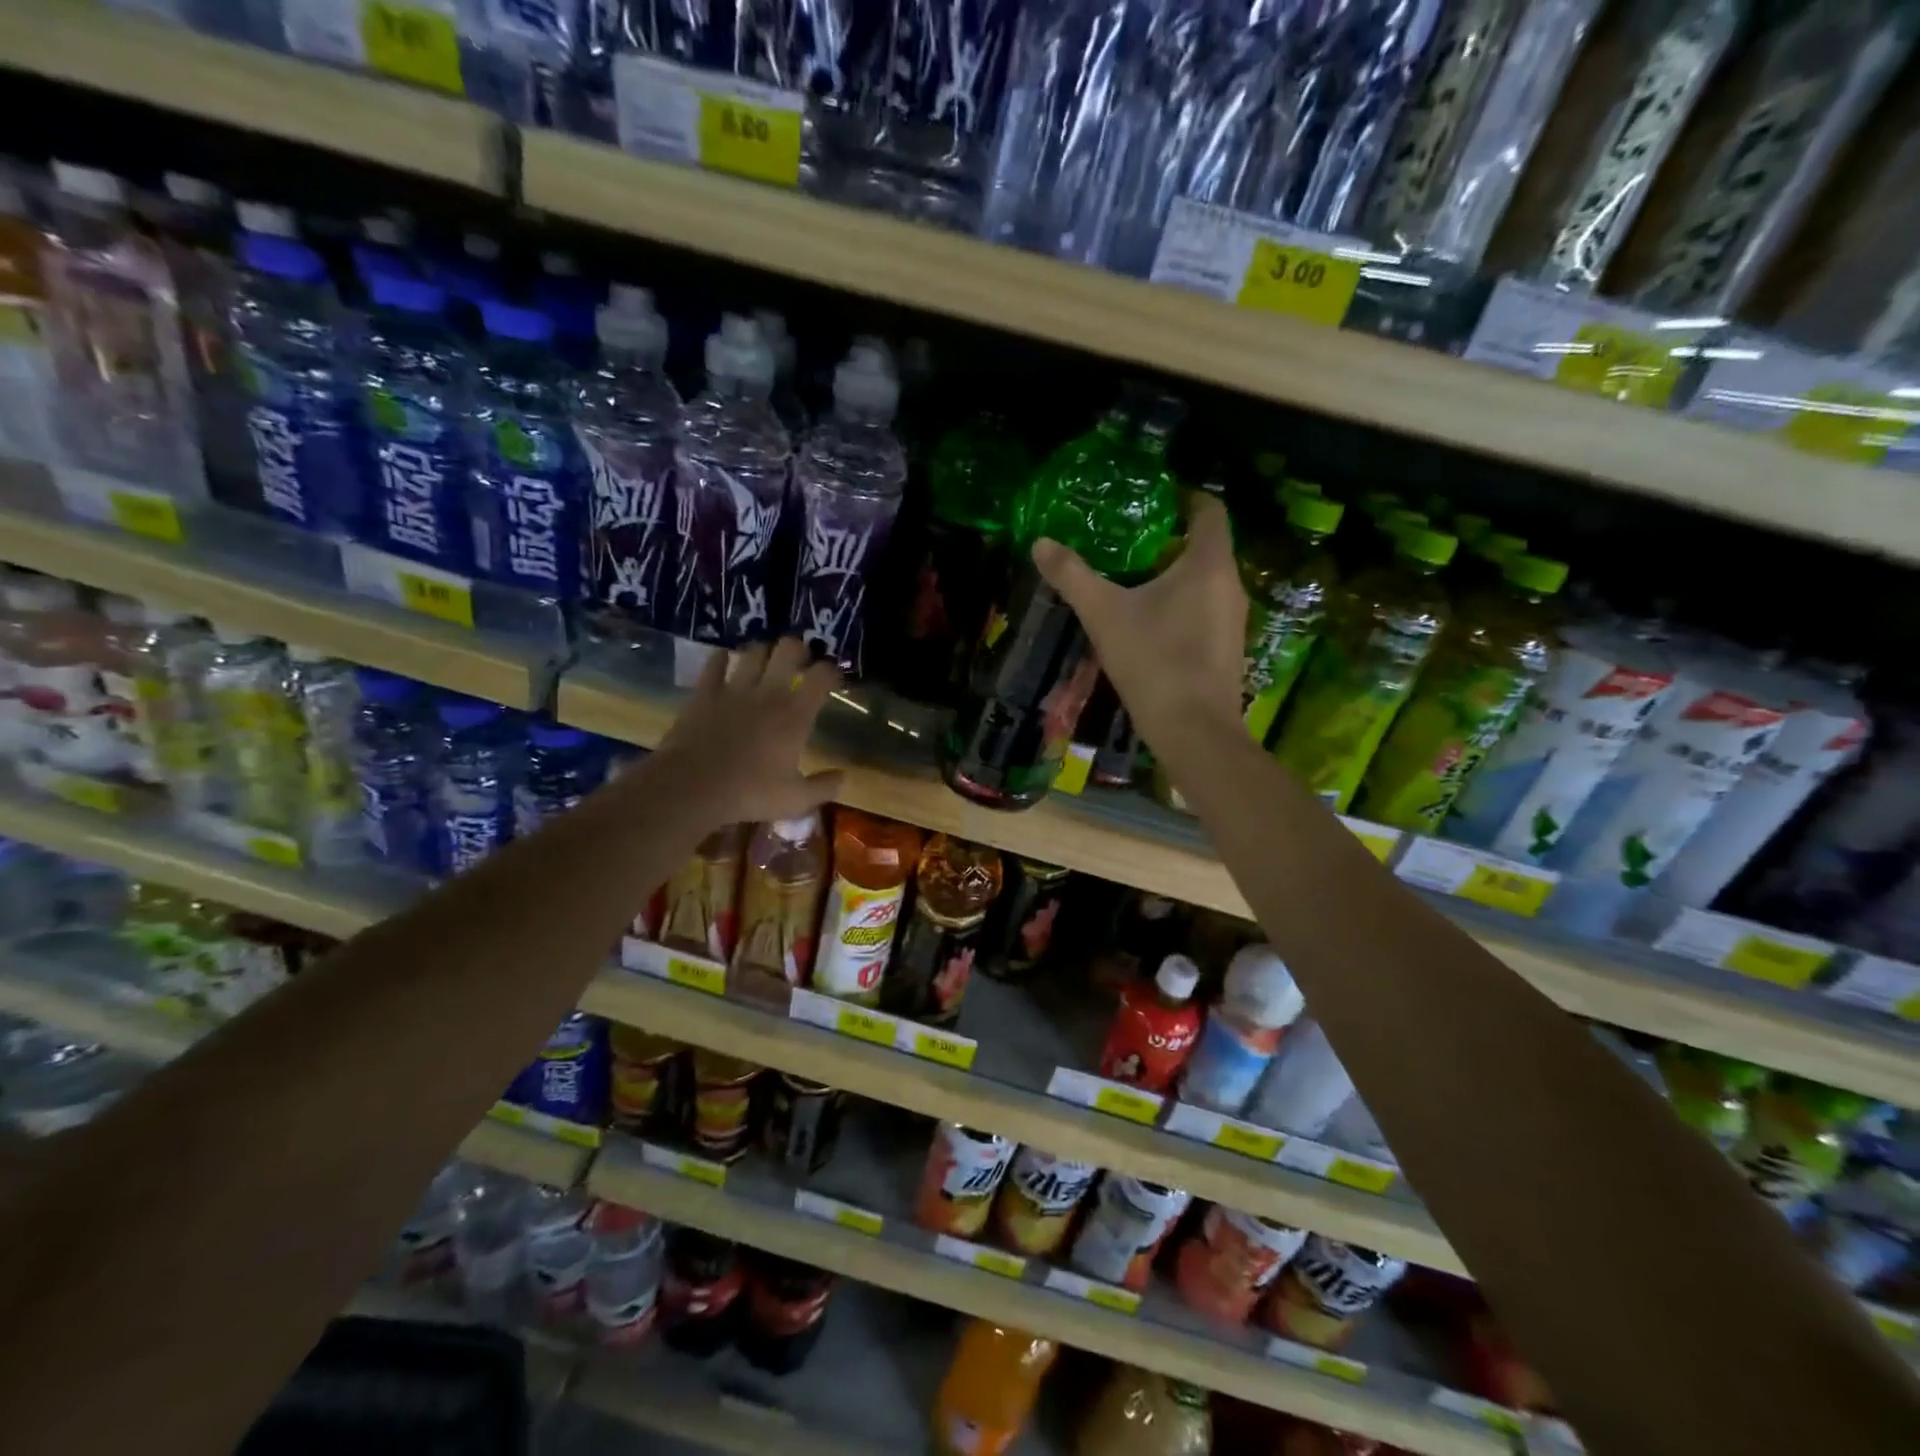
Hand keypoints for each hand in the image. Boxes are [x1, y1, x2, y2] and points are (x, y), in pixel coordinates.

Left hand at [651, 638, 845, 826]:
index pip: (822, 676)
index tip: (834, 678)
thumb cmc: (749, 793)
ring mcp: (734, 689)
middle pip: (789, 649)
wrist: (692, 787)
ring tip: (766, 660)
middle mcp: (769, 693)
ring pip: (754, 651)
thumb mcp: (795, 800)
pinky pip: (715, 663)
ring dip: (763, 651)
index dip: (832, 671)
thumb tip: (843, 776)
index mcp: (795, 715)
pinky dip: (721, 659)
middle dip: (798, 650)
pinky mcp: (705, 692)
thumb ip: (824, 787)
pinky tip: (724, 661)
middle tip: (800, 662)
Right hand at [1031, 495, 1246, 755]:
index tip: (1152, 498)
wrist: (1194, 731)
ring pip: (1205, 581)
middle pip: (1205, 545)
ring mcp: (1233, 619)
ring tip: (1131, 579)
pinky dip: (1181, 604)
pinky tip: (1148, 622)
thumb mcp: (1104, 614)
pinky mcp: (1227, 648)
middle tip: (1127, 539)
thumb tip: (1040, 543)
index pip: (1209, 509)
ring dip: (1173, 574)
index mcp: (1208, 564)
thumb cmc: (1153, 661)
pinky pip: (1205, 609)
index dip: (1184, 497)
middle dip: (1168, 539)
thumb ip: (1073, 576)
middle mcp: (1230, 584)